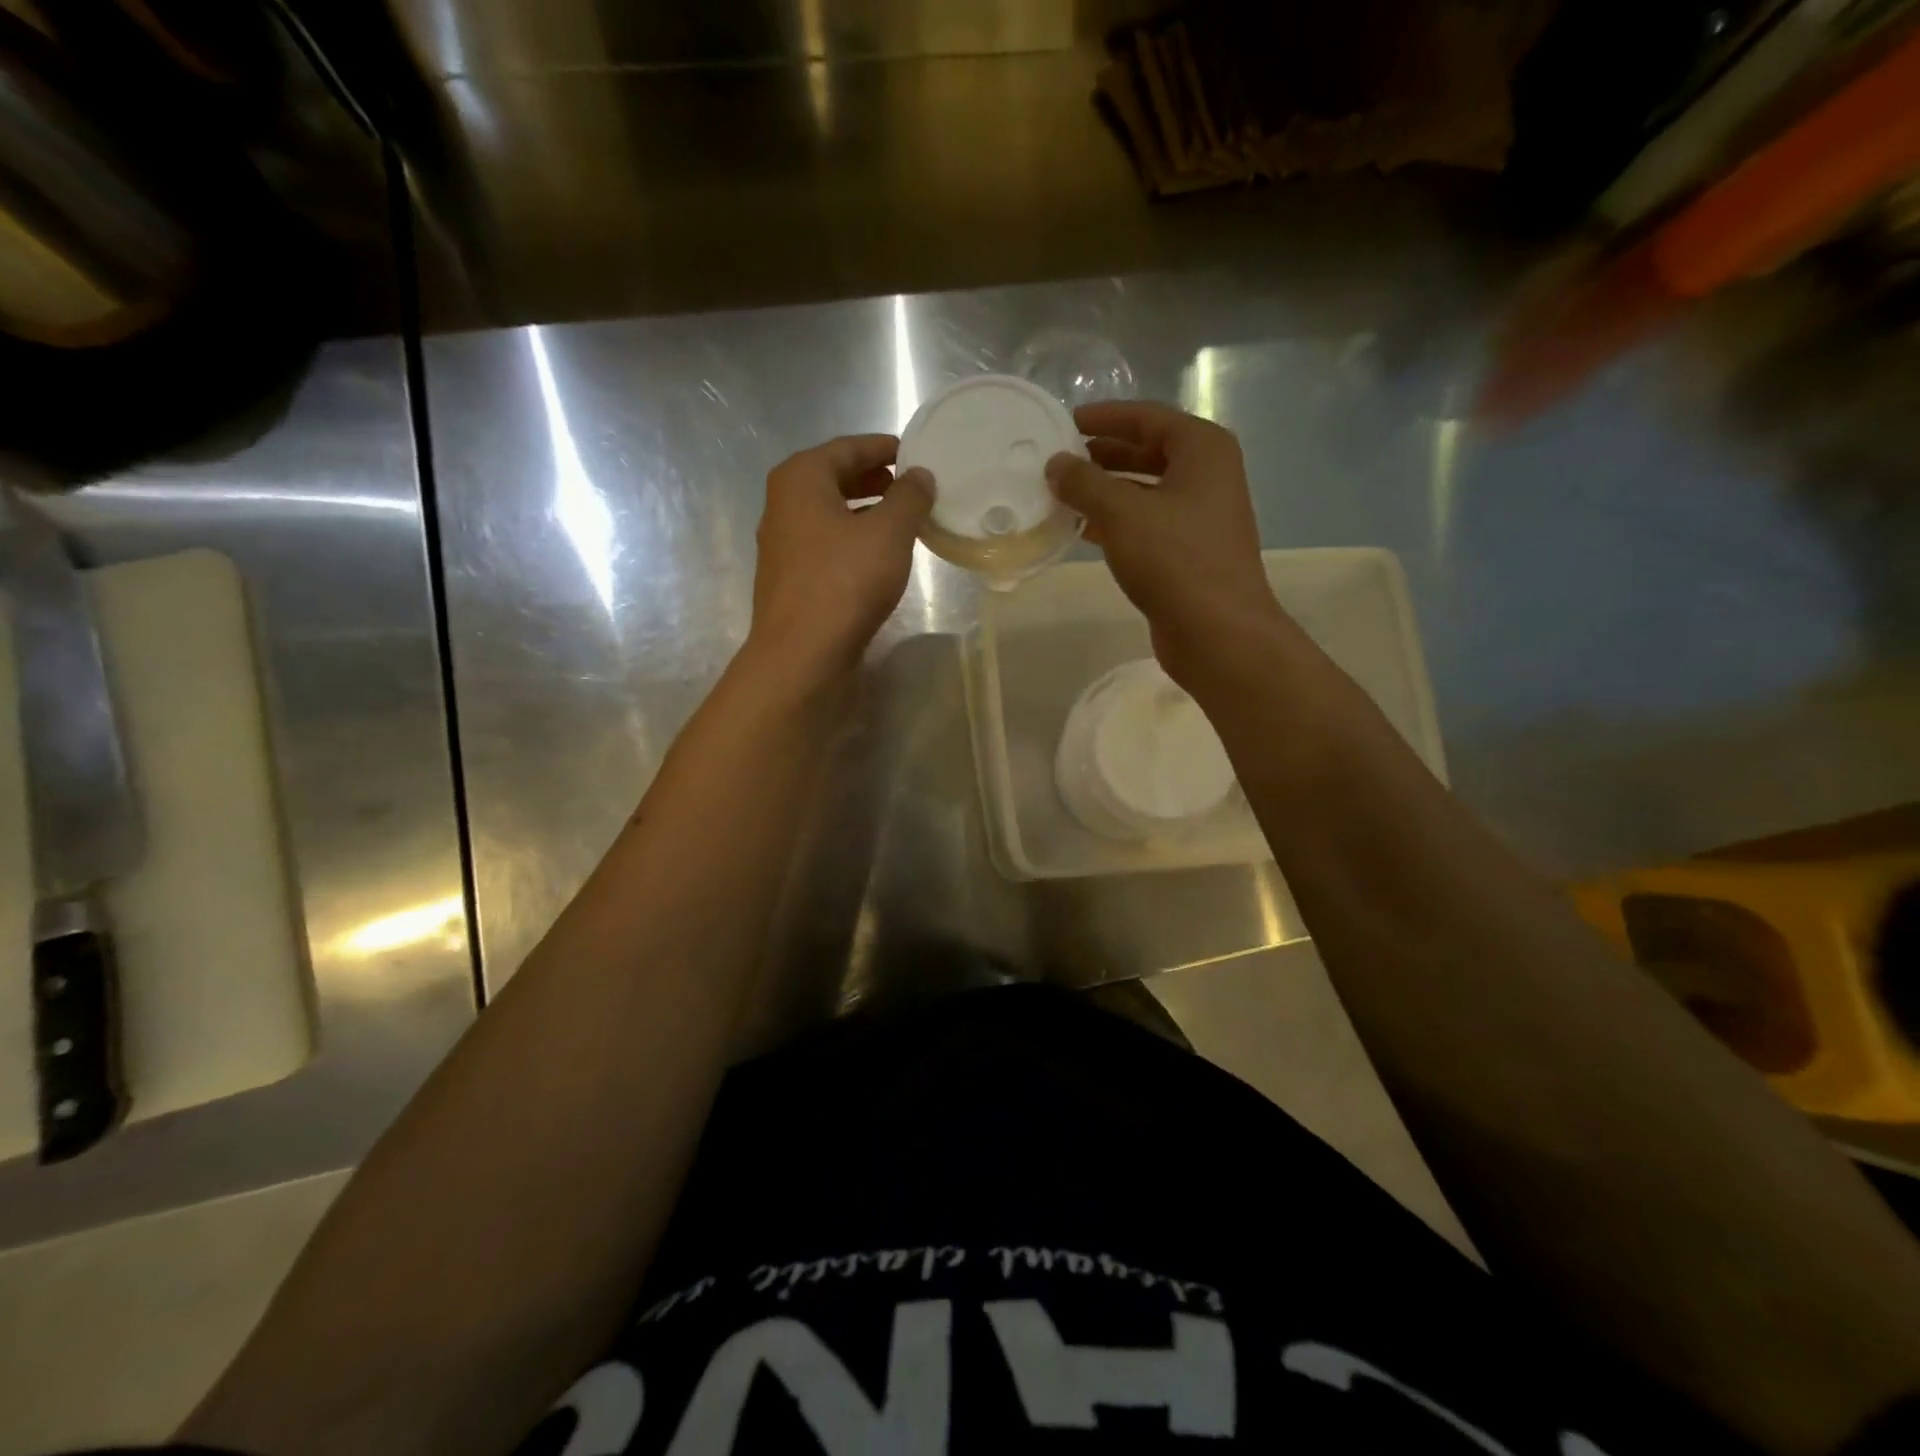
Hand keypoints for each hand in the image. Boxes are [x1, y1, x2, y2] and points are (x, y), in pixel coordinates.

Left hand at [748, 434, 932, 674]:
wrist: (801, 656)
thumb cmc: (844, 583)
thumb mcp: (888, 533)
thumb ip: (909, 498)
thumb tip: (920, 476)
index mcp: (800, 479)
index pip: (848, 448)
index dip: (885, 448)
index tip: (917, 454)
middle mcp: (784, 504)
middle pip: (835, 478)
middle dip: (876, 479)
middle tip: (913, 487)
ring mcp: (784, 544)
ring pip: (832, 514)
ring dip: (867, 512)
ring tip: (905, 521)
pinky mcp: (792, 579)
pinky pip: (828, 544)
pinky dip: (854, 540)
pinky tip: (881, 558)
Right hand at [1046, 402, 1282, 684]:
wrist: (1218, 631)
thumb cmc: (1174, 560)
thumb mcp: (1122, 513)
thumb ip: (1084, 482)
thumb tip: (1056, 465)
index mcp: (1202, 449)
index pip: (1147, 417)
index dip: (1104, 417)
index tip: (1065, 422)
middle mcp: (1207, 475)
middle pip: (1147, 451)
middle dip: (1102, 455)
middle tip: (1059, 459)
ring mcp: (1200, 515)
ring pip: (1144, 490)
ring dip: (1105, 490)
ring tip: (1062, 493)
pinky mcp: (1189, 551)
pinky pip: (1146, 522)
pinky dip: (1116, 521)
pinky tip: (1082, 530)